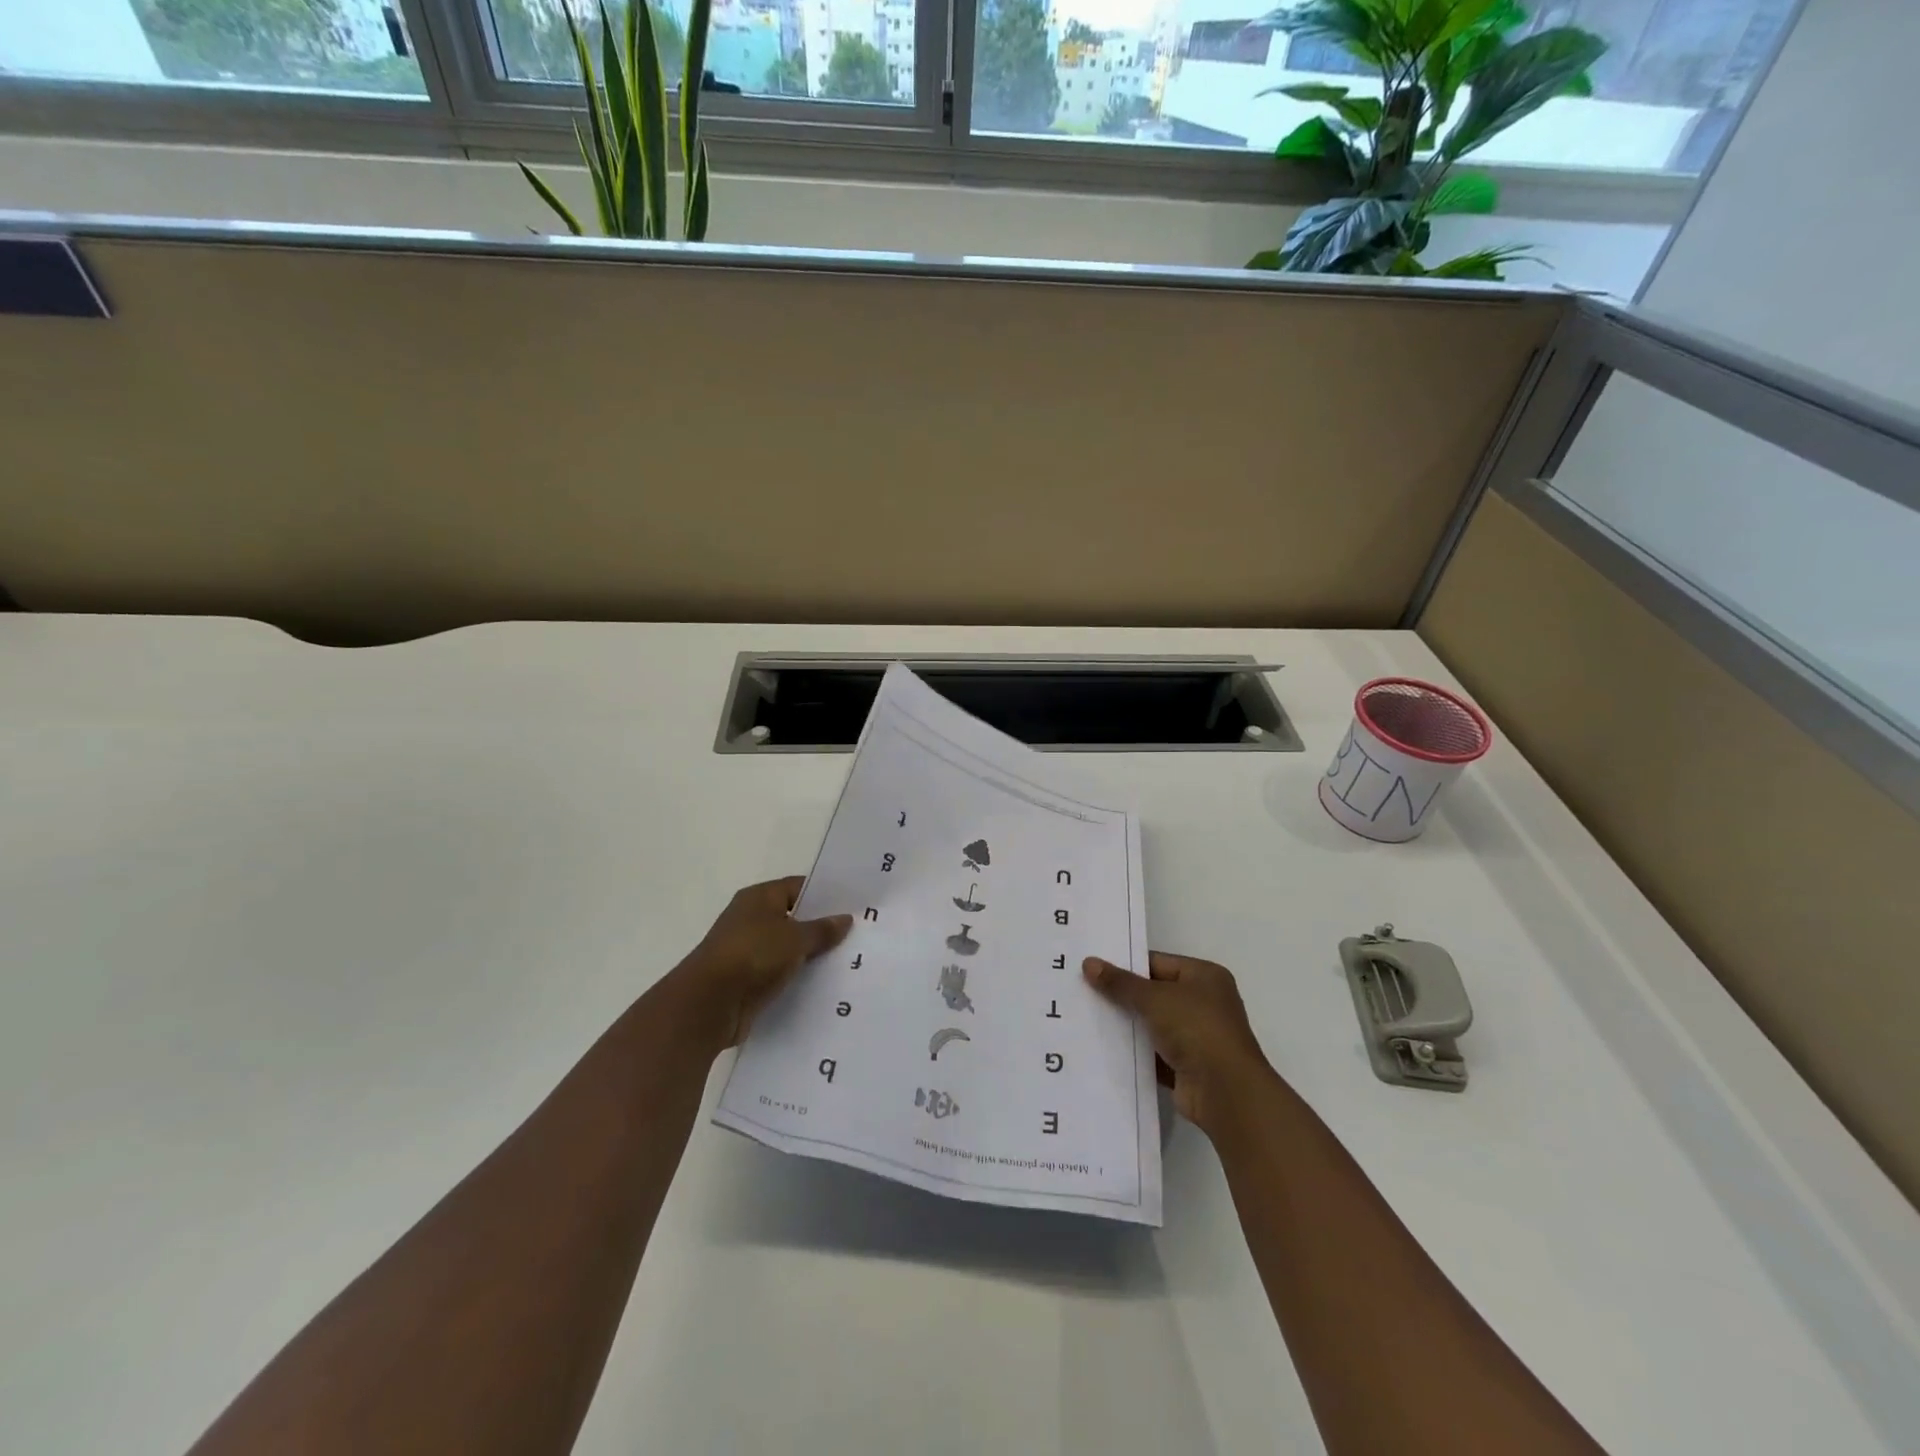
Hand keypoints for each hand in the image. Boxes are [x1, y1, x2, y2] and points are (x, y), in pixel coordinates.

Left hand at [667, 877, 852, 1050]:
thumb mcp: (795, 938)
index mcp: (759, 897)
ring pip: (788, 947)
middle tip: (857, 933)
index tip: (853, 905)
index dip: (825, 895)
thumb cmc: (752, 955)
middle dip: (821, 926)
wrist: (709, 1004)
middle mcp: (751, 918)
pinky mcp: (747, 979)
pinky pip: (780, 971)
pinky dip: (797, 975)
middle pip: (794, 917)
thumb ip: (822, 929)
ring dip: (810, 954)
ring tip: (847, 960)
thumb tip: (845, 919)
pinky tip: (824, 983)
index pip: (798, 887)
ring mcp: (748, 950)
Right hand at [1084, 952, 1274, 1139]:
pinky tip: (1104, 1048)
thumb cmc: (1196, 1029)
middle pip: (1154, 993)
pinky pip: (1154, 1053)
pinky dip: (1135, 1051)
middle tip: (1084, 991)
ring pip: (1152, 1024)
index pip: (1158, 962)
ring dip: (1128, 1025)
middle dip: (1123, 995)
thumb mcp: (1154, 998)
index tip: (1093, 969)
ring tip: (1088, 1017)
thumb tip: (1089, 963)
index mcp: (1204, 976)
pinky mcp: (1188, 1066)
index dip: (1126, 965)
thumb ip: (1120, 983)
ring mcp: (1197, 1036)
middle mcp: (1204, 1003)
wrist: (1226, 1092)